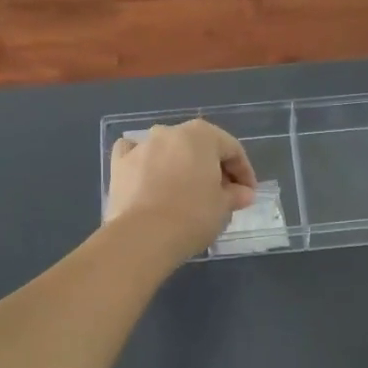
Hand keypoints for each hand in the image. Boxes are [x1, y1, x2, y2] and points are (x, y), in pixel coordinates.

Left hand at [105, 120, 257, 263]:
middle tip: (222, 194)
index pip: (231, 148)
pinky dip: (146, 163)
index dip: (244, 172)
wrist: (143, 236)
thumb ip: (235, 195)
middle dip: (213, 167)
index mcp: (201, 135)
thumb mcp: (223, 207)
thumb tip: (243, 193)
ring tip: (188, 192)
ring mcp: (142, 146)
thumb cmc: (193, 215)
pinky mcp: (119, 164)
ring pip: (168, 149)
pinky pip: (137, 155)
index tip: (248, 194)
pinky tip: (150, 177)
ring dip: (181, 165)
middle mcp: (170, 132)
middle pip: (199, 147)